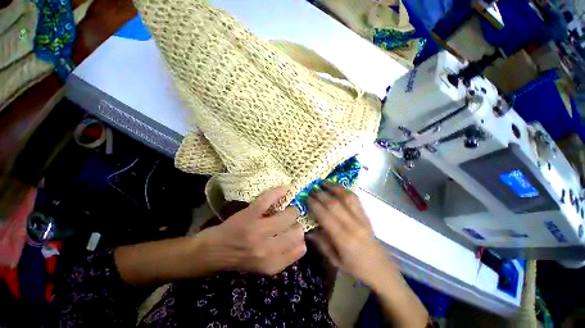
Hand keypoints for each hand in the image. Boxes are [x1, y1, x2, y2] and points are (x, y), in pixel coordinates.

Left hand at [199, 186, 305, 275]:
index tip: (299, 232)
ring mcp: (258, 230)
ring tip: (288, 209)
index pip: (300, 248)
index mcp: (272, 264)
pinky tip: (285, 189)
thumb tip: (302, 240)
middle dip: (297, 223)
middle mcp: (267, 249)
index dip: (301, 238)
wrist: (213, 251)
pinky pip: (269, 199)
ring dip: (291, 210)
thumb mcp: (264, 266)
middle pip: (297, 231)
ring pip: (288, 215)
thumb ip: (284, 257)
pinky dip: (279, 191)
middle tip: (292, 220)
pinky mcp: (250, 214)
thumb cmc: (240, 258)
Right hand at [307, 182, 394, 286]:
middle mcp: (353, 225)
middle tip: (311, 190)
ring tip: (323, 183)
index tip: (306, 198)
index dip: (315, 205)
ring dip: (333, 187)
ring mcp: (362, 218)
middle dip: (321, 194)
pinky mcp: (366, 215)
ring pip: (346, 197)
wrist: (380, 269)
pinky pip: (355, 198)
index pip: (326, 216)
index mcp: (344, 239)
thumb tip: (307, 229)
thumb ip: (321, 243)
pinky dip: (344, 190)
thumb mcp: (335, 261)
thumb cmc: (356, 268)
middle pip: (334, 204)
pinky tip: (337, 187)